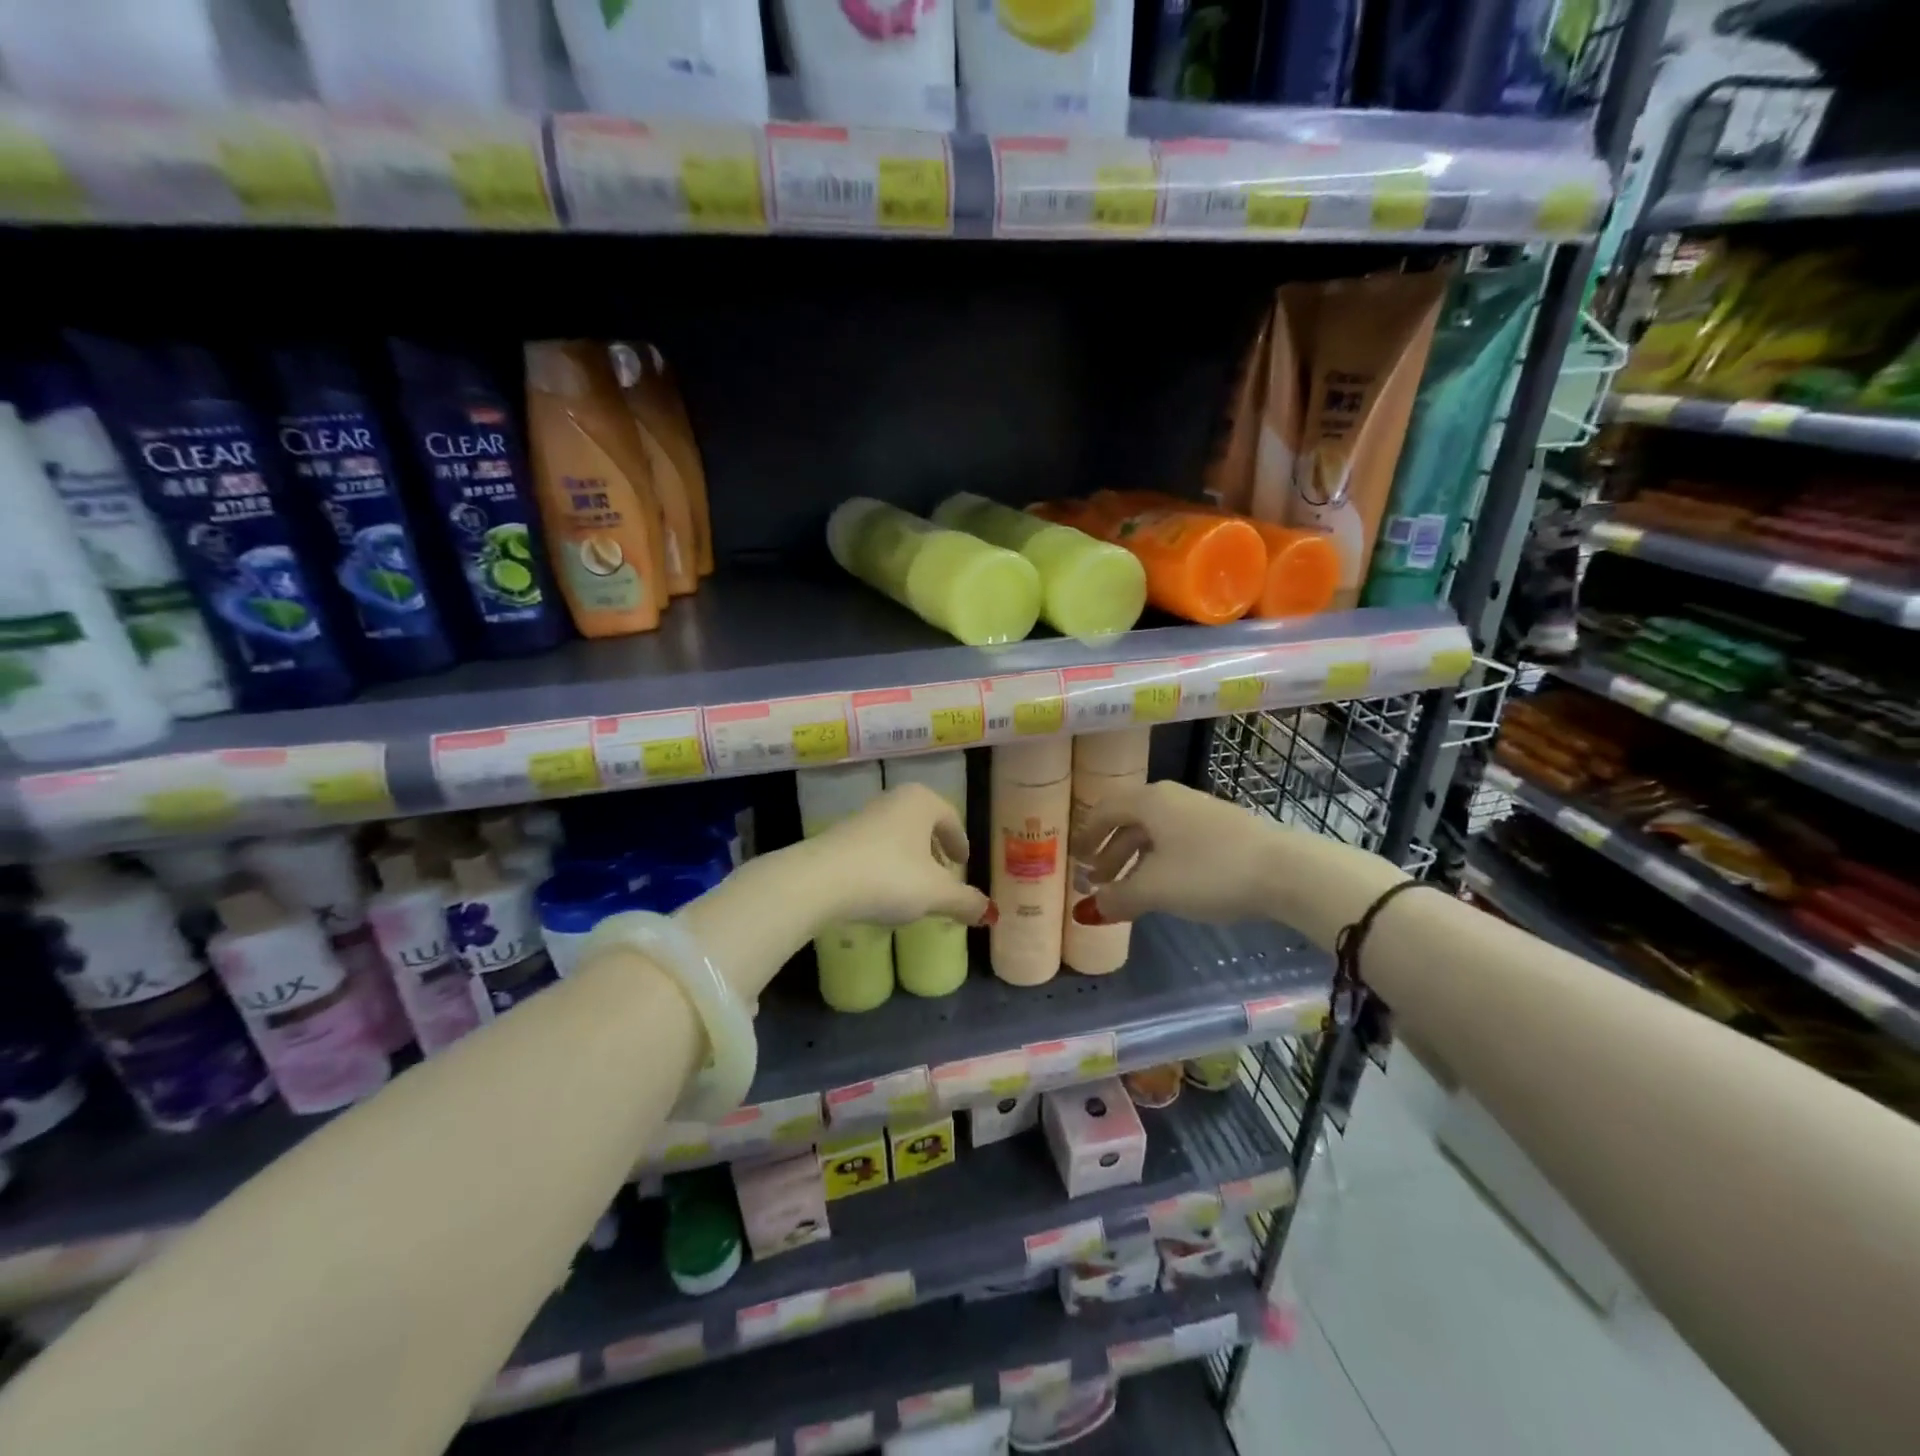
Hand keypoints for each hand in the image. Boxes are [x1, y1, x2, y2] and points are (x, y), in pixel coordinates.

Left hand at [807, 783, 993, 928]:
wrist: (820, 881)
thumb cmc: (889, 877)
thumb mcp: (936, 894)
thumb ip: (965, 901)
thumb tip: (987, 911)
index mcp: (921, 802)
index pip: (950, 817)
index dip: (960, 842)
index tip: (962, 862)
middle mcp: (893, 800)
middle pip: (923, 824)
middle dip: (934, 850)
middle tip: (943, 875)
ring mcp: (863, 817)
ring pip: (898, 836)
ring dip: (910, 859)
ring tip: (915, 889)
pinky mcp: (839, 837)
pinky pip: (875, 848)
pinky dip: (887, 865)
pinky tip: (884, 891)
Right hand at [1070, 781, 1285, 925]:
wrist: (1286, 870)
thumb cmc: (1208, 872)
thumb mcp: (1155, 889)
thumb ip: (1118, 898)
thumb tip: (1091, 908)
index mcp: (1149, 801)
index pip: (1104, 810)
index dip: (1086, 834)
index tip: (1075, 857)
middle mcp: (1171, 798)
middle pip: (1129, 822)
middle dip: (1110, 852)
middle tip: (1097, 881)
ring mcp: (1200, 812)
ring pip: (1155, 834)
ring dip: (1135, 860)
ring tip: (1128, 891)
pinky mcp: (1224, 830)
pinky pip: (1177, 842)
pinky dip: (1161, 862)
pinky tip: (1166, 887)